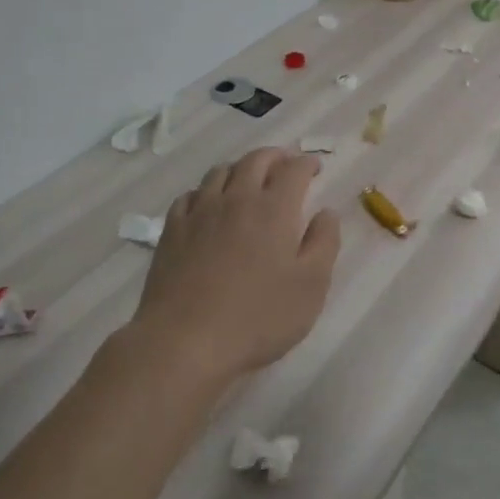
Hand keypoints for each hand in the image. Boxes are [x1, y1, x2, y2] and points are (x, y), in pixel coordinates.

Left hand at [131, 147, 340, 383]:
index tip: (315, 167)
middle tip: (285, 163)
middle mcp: (237, 199)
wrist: (184, 342)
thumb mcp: (311, 286)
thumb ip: (324, 243)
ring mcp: (200, 212)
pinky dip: (206, 191)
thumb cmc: (258, 317)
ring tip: (249, 178)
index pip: (294, 170)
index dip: (307, 163)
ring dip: (240, 168)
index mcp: (275, 209)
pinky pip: (190, 195)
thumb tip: (327, 212)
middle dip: (275, 156)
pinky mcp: (172, 231)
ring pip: (221, 172)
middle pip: (256, 160)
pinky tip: (209, 204)